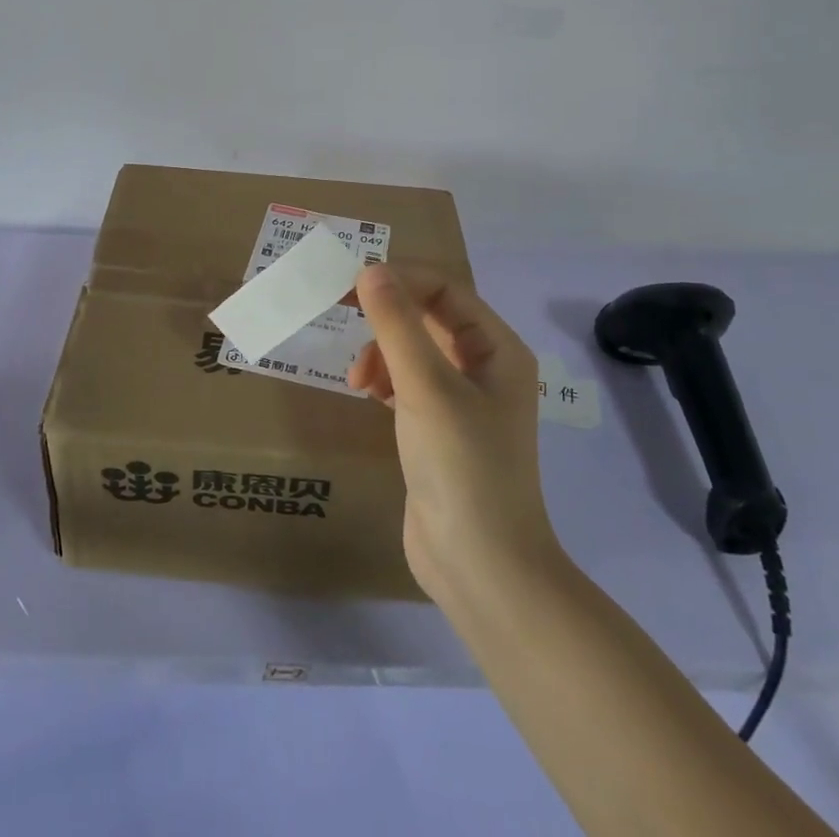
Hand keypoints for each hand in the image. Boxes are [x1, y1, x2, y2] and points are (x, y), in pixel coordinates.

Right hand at [350, 265, 560, 606]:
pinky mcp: (439, 430)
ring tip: (358, 377)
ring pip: (415, 350)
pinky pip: (408, 383)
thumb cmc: (462, 467)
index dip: (401, 279)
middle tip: (341, 313)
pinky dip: (385, 378)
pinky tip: (366, 392)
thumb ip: (396, 325)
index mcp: (498, 349)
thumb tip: (370, 269)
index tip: (351, 284)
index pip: (446, 290)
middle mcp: (485, 368)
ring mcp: (463, 401)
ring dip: (382, 350)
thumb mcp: (426, 387)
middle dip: (387, 315)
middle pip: (430, 317)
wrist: (481, 568)